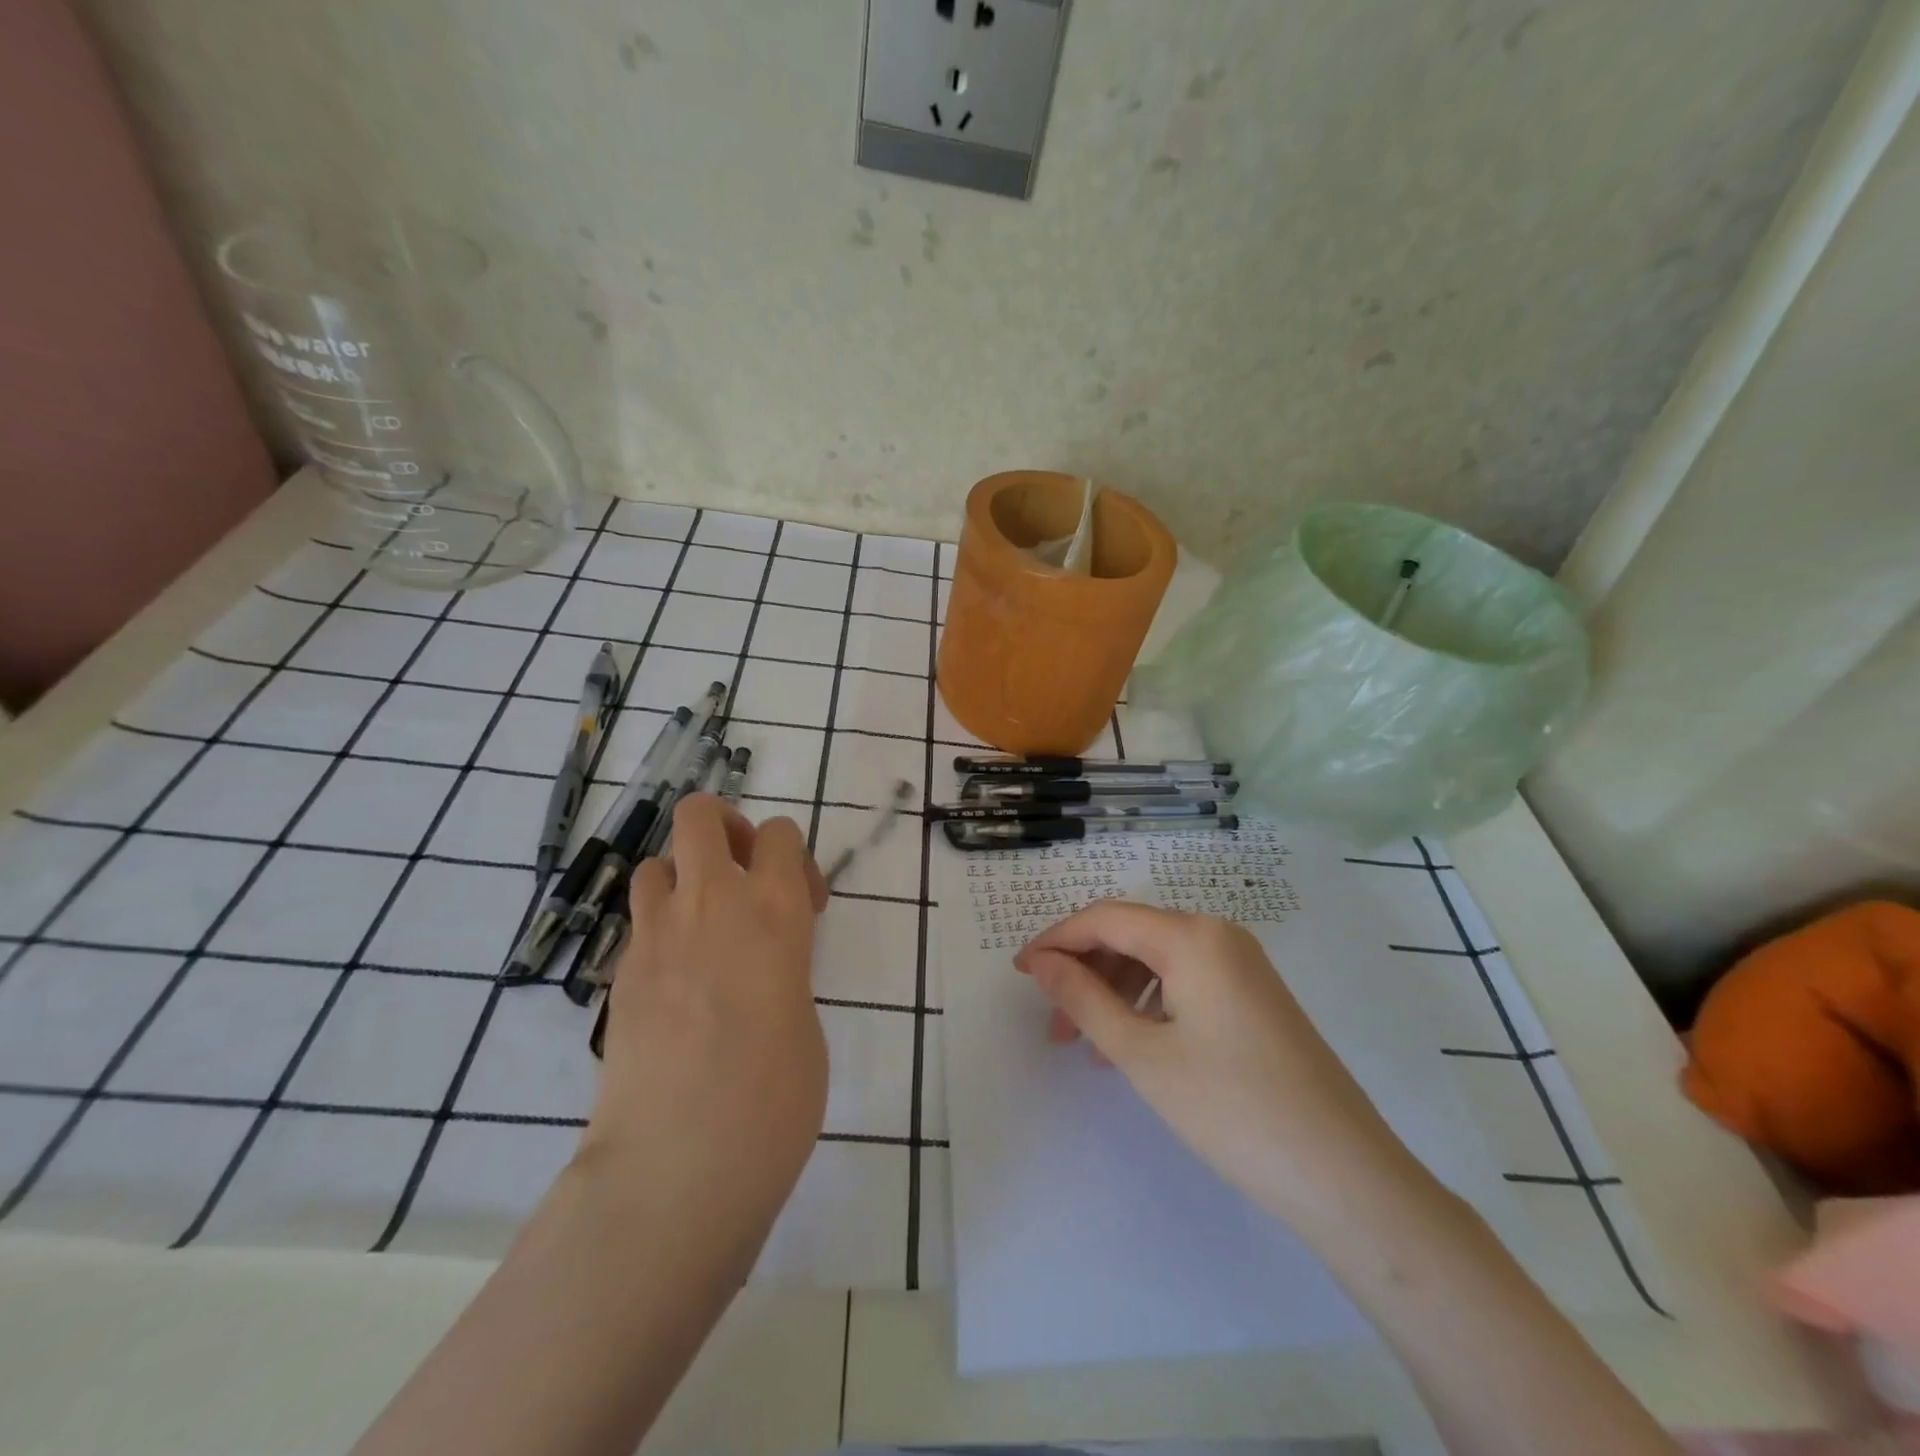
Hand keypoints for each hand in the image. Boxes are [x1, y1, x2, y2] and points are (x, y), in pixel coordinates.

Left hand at [580, 794, 829, 1229]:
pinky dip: (661, 932)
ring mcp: (655, 937)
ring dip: (683, 879)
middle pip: (699, 815)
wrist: (677, 1163)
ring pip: (656, 863)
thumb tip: (763, 969)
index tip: (803, 903)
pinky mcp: (618, 976)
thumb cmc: (772, 1099)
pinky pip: (640, 924)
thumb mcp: (806, 1020)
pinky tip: (678, 987)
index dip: (793, 856)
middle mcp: (711, 905)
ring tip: (705, 930)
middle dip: (724, 827)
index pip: (780, 833)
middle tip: (743, 877)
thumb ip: (785, 971)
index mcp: (774, 912)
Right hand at [1015, 901, 1420, 1229]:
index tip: (1021, 973)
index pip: (1105, 918)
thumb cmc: (1231, 1108)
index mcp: (1192, 936)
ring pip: (1157, 959)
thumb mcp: (1141, 1054)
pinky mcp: (1254, 994)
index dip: (1056, 940)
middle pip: (1132, 935)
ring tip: (1090, 1045)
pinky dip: (1149, 1003)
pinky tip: (1135, 1045)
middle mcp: (1219, 934)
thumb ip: (1083, 999)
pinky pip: (1186, 980)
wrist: (1344, 1174)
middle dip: (1085, 972)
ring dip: (1114, 991)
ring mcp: (1242, 964)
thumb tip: (1042, 963)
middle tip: (1054, 1025)